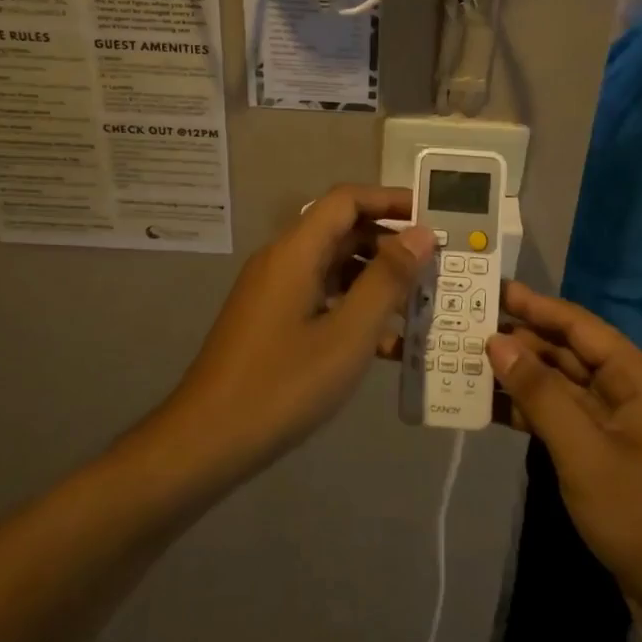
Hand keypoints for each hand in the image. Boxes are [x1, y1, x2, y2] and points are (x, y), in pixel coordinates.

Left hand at [163, 185, 434, 477]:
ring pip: (334, 267)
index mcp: (295, 252)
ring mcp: (274, 292)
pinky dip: (354, 308)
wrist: (206, 442)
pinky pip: (321, 297)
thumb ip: (387, 280)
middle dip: (390, 244)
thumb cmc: (282, 384)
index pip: (346, 199)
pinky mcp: (272, 321)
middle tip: (435, 266)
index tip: (432, 218)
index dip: (390, 200)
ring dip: (376, 280)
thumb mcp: (347, 334)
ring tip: (420, 305)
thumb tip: (420, 234)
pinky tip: (387, 344)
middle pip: (342, 231)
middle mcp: (282, 261)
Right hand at [487, 283, 641, 628]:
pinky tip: (500, 411)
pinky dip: (537, 415)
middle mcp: (635, 395)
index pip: (582, 327)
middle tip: (473, 328)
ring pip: (568, 391)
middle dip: (525, 342)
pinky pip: (571, 423)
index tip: (496, 290)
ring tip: (475, 365)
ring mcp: (626, 430)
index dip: (538, 306)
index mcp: (640, 380)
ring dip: (526, 379)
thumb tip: (498, 341)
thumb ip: (540, 393)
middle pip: (573, 356)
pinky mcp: (615, 462)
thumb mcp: (583, 452)